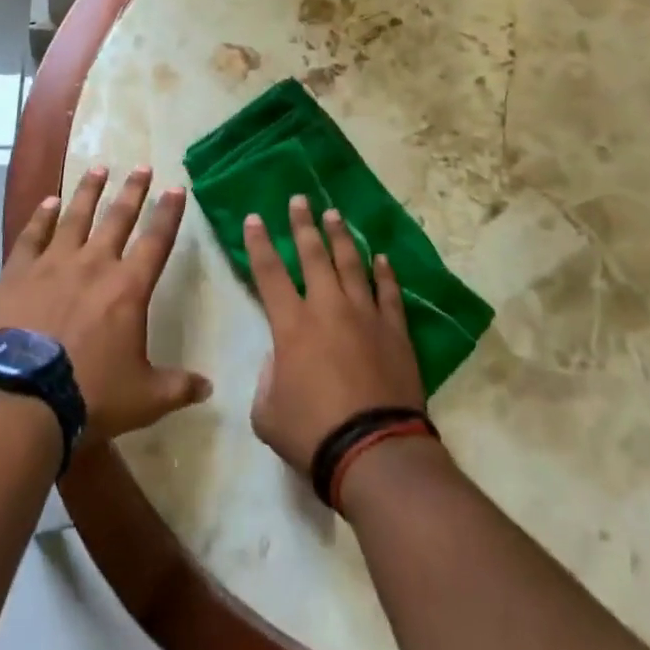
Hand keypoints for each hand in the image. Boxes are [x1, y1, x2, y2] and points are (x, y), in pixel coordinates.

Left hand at [0, 165, 210, 442]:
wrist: (21, 399)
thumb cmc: (90, 395)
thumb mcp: (144, 398)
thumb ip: (178, 387)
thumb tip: (210, 387)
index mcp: (128, 288)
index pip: (156, 240)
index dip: (169, 213)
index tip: (177, 187)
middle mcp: (95, 264)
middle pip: (118, 218)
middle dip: (133, 191)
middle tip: (142, 166)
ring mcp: (53, 264)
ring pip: (76, 217)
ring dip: (89, 191)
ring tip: (98, 168)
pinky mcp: (18, 273)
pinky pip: (32, 235)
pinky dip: (41, 216)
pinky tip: (48, 201)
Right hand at [246, 195, 425, 474]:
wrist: (374, 450)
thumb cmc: (313, 433)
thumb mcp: (268, 413)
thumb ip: (268, 380)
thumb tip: (279, 360)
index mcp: (292, 325)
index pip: (269, 272)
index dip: (259, 243)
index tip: (254, 218)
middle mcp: (328, 308)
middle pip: (314, 255)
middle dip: (303, 224)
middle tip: (299, 199)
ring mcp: (366, 315)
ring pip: (352, 264)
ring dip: (341, 237)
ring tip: (334, 214)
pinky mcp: (395, 330)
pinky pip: (390, 292)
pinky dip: (385, 272)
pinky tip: (381, 257)